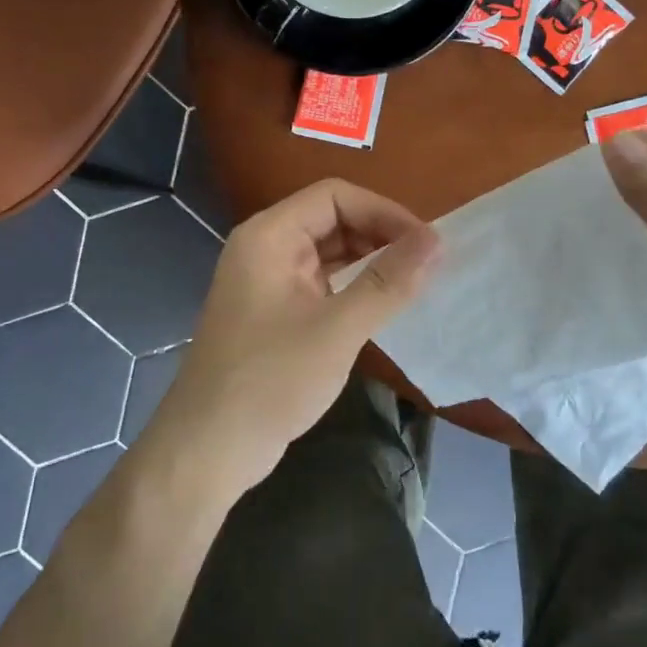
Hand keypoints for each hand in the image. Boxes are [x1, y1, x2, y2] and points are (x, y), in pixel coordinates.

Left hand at [142, 179, 439, 487]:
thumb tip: (437, 241)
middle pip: (332, 219)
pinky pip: (321, 283)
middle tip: (426, 264)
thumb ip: (388, 282)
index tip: (426, 242)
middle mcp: (266, 248)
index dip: (384, 211)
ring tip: (413, 282)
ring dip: (370, 261)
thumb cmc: (270, 380)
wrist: (208, 449)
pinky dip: (353, 287)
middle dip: (380, 235)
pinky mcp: (274, 312)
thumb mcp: (337, 330)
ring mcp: (268, 281)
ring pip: (328, 252)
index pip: (334, 196)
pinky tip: (382, 305)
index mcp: (270, 236)